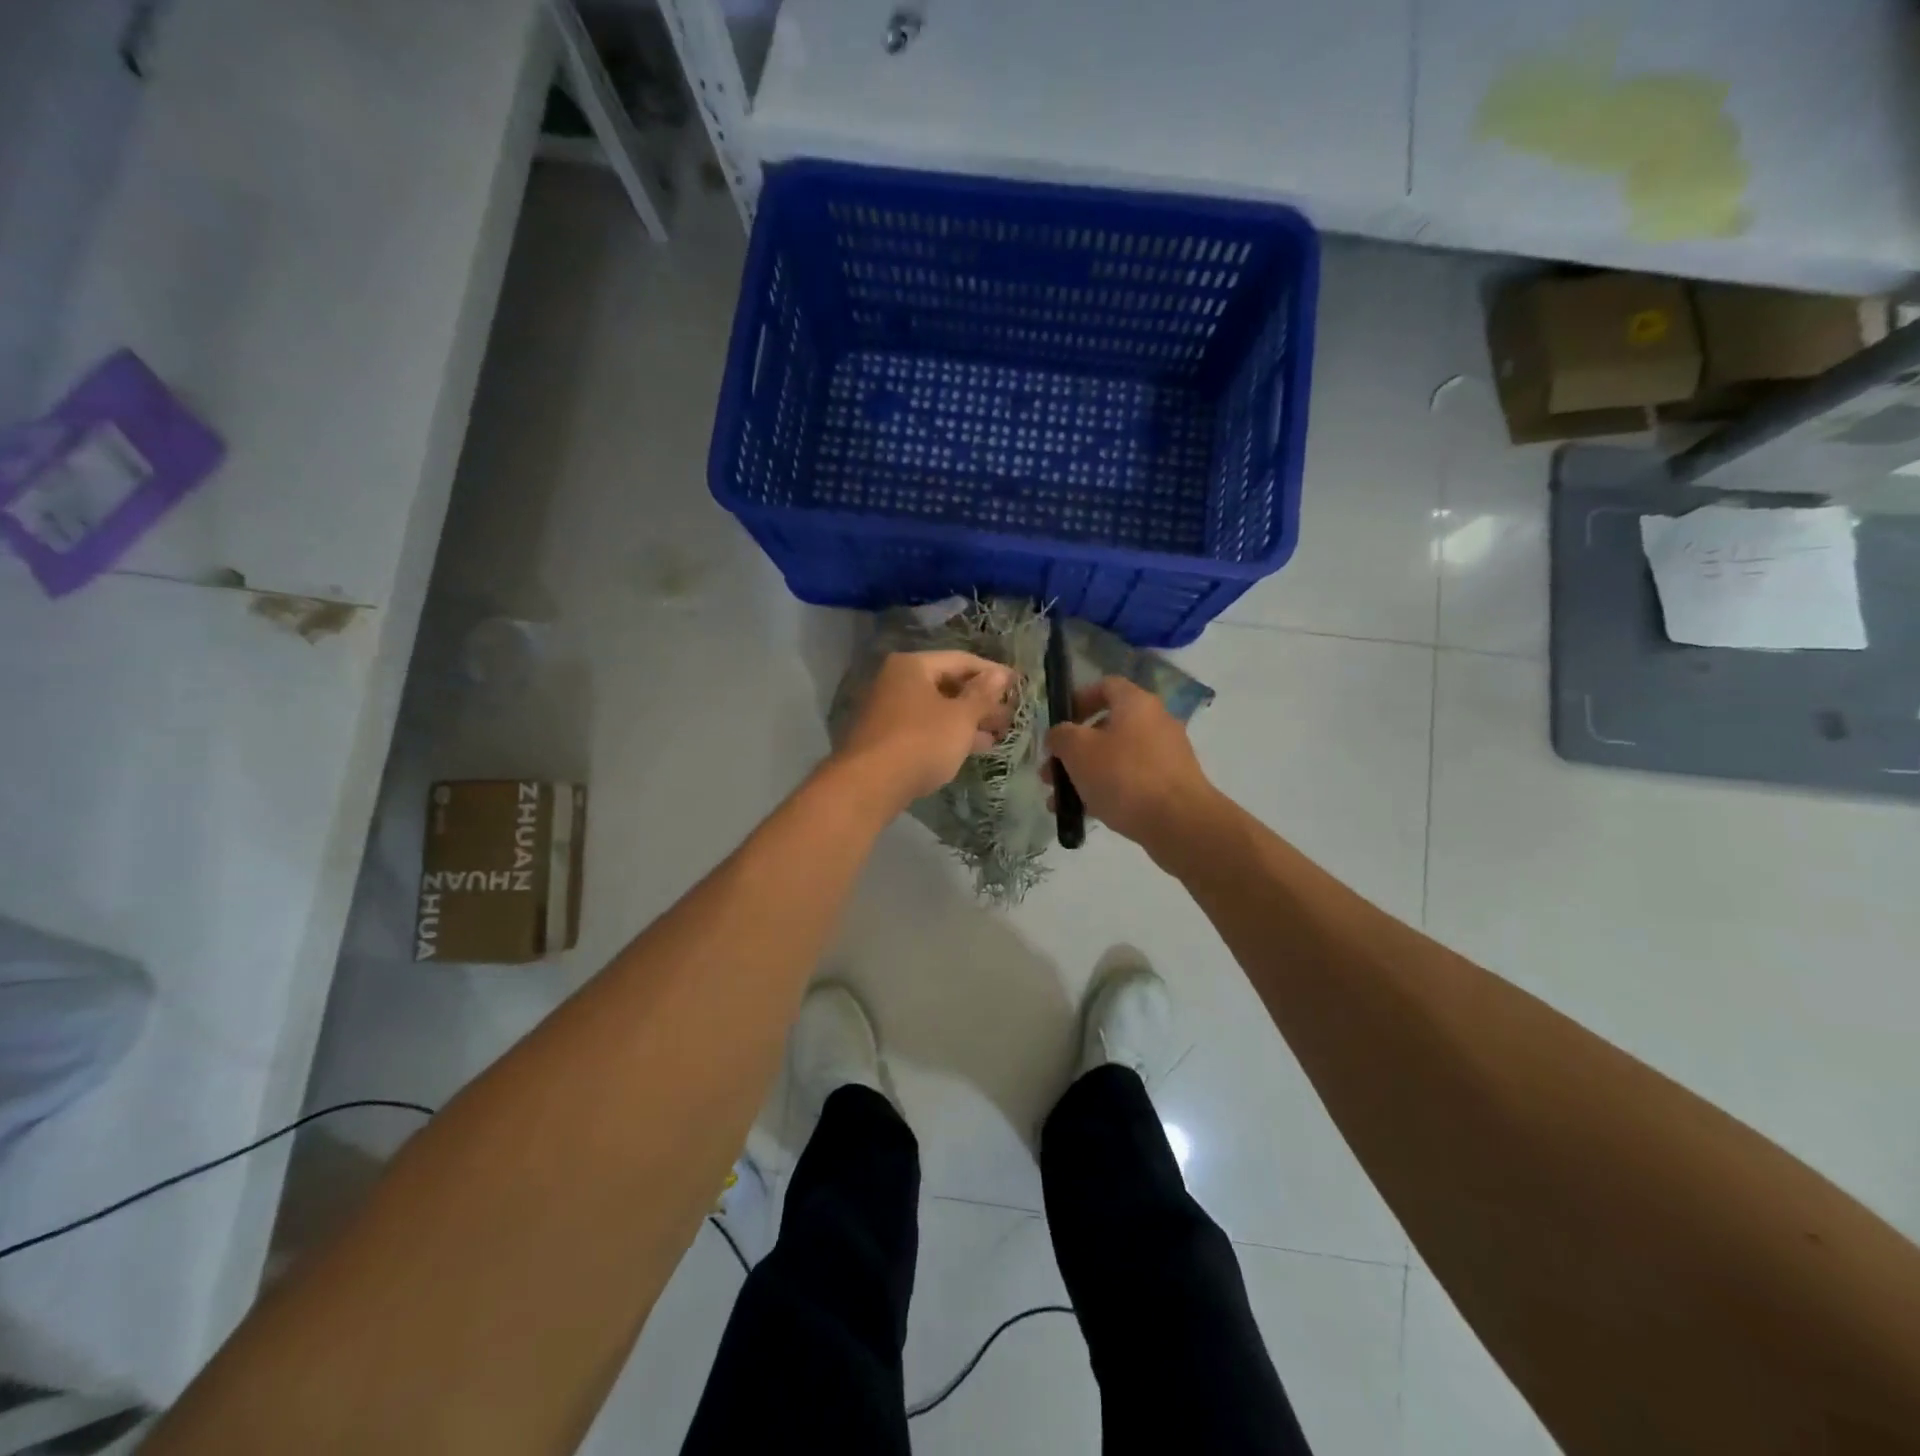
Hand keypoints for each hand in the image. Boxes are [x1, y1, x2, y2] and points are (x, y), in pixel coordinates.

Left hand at [835, 651, 1016, 809]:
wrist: (869, 785)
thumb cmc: (921, 742)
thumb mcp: (960, 717)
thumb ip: (983, 695)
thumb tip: (1000, 673)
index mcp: (912, 666)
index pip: (961, 660)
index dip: (992, 672)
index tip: (1018, 685)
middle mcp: (896, 681)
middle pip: (947, 684)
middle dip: (981, 700)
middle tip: (1010, 716)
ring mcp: (888, 710)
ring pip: (937, 709)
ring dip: (968, 720)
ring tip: (999, 734)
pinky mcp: (886, 738)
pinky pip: (926, 727)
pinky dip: (949, 734)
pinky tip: (972, 748)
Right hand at [1045, 676, 1217, 855]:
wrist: (1179, 822)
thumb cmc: (1123, 775)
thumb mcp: (1078, 750)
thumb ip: (1061, 736)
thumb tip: (1059, 735)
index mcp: (1136, 703)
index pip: (1105, 686)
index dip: (1078, 699)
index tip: (1059, 723)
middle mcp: (1156, 722)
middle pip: (1107, 726)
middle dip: (1074, 749)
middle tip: (1051, 771)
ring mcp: (1167, 754)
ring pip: (1116, 757)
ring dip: (1086, 774)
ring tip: (1061, 800)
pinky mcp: (1171, 784)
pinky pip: (1132, 780)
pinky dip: (1108, 790)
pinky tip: (1086, 813)